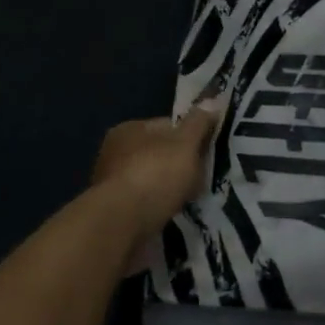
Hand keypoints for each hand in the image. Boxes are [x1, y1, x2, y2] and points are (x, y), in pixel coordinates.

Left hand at [90, 104, 219, 243]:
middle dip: (179, 165)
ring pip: (152, 180)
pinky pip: (145, 204)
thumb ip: (199, 123)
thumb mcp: (185, 144)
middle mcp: (115, 152)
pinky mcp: (113, 211)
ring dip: (168, 189)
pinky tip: (172, 215)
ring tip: (191, 200)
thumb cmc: (155, 175)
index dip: (191, 136)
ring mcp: (111, 183)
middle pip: (158, 154)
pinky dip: (158, 207)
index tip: (208, 152)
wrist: (121, 225)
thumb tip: (213, 100)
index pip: (167, 126)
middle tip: (202, 178)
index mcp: (129, 129)